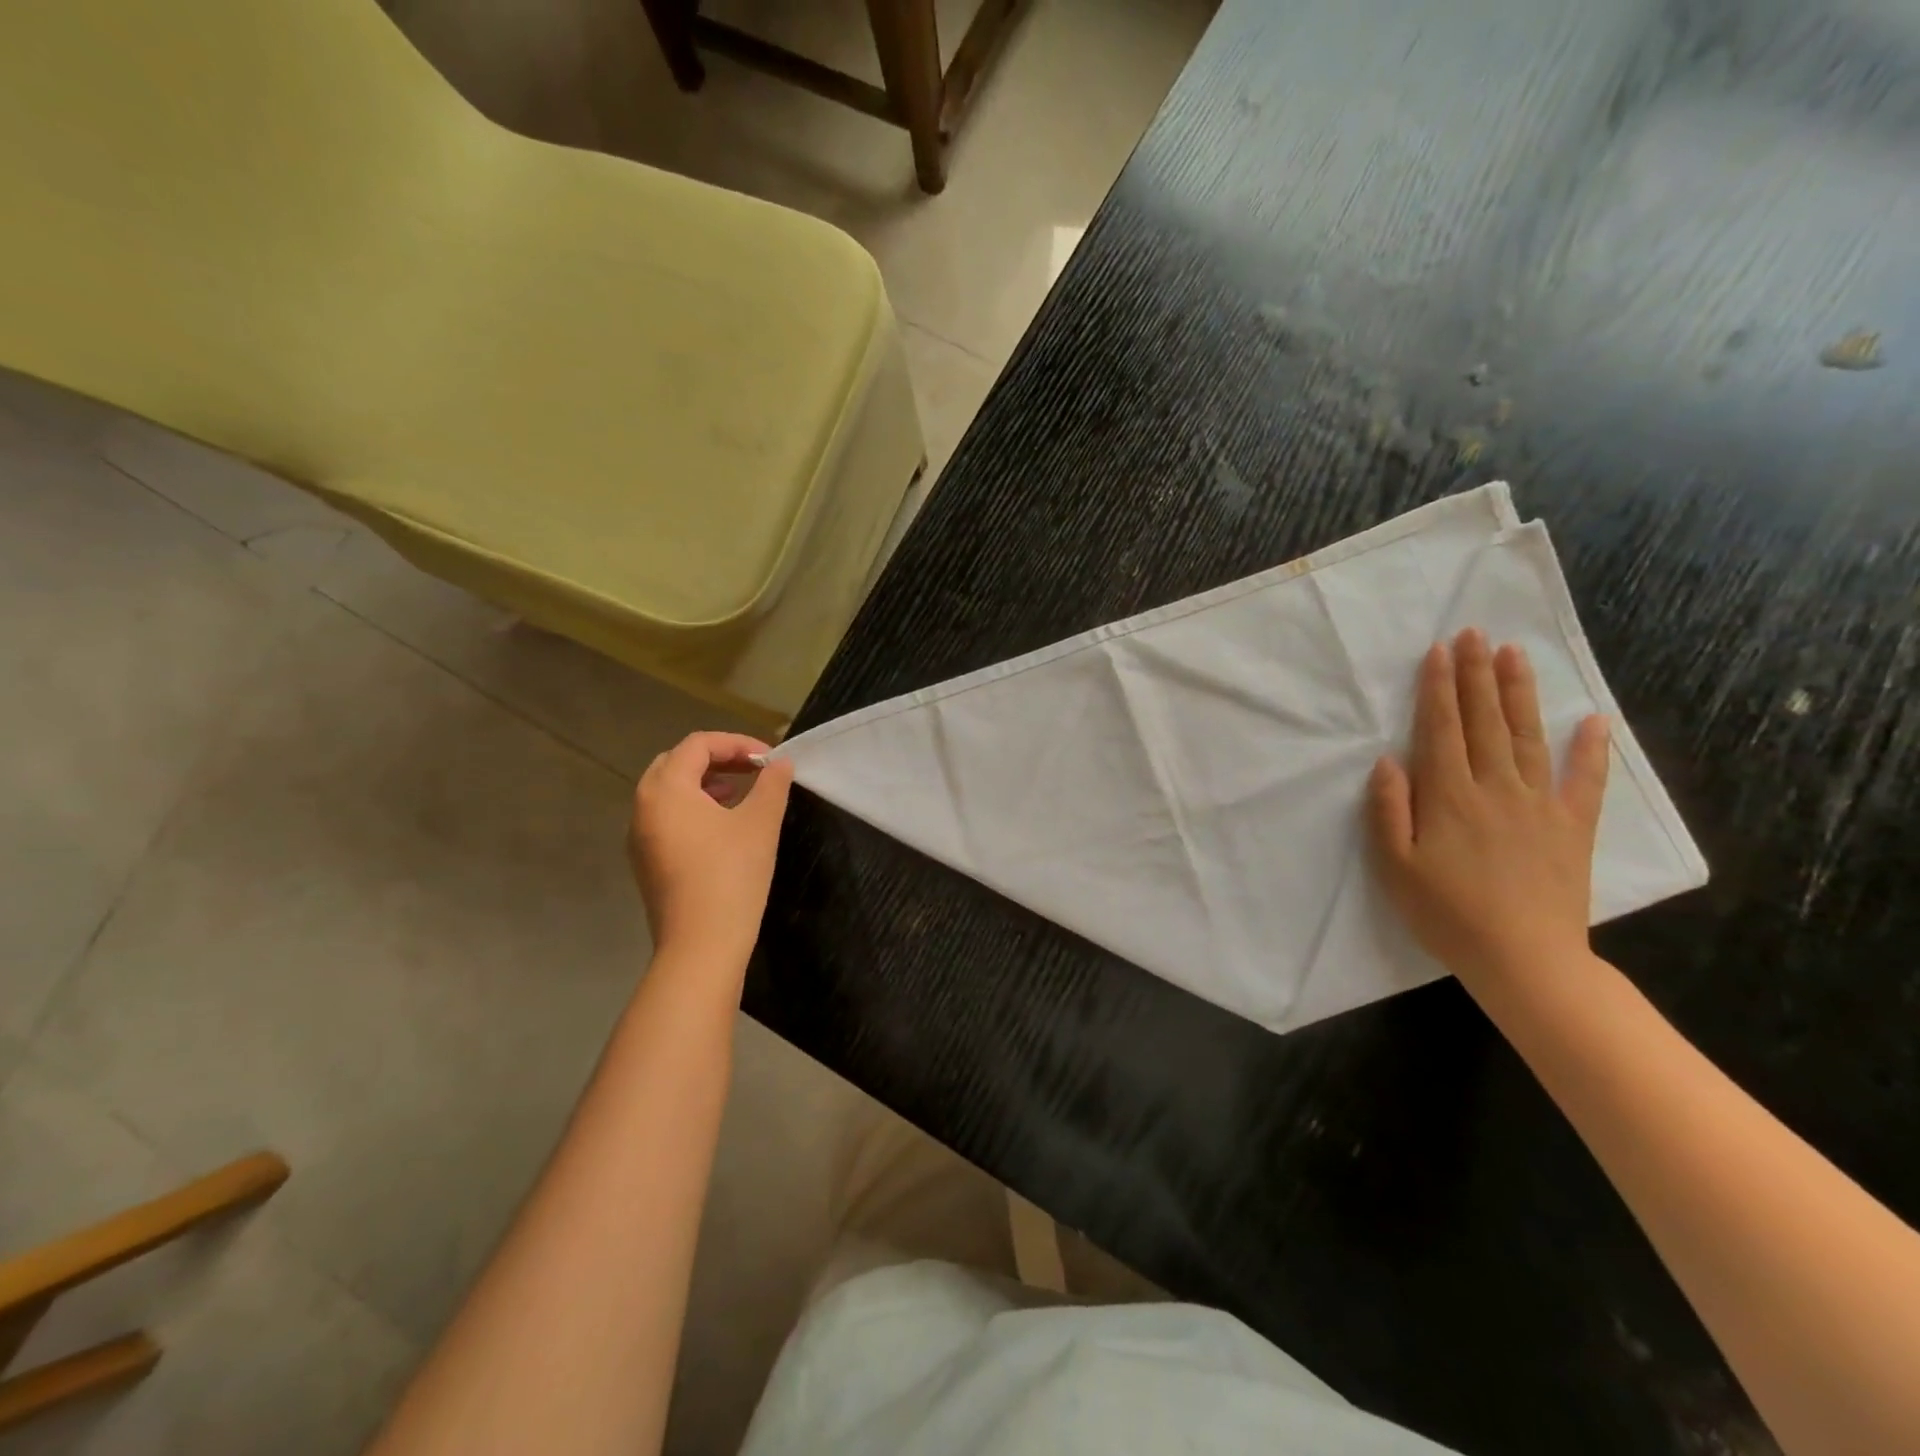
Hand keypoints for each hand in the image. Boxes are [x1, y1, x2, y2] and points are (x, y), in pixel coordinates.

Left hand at [628, 732, 794, 967]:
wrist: (701, 945)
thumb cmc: (731, 875)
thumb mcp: (760, 823)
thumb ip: (772, 785)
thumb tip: (781, 763)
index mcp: (666, 789)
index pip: (698, 745)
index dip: (737, 743)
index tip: (769, 760)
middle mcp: (643, 806)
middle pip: (676, 763)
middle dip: (717, 759)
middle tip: (752, 770)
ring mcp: (640, 836)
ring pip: (668, 791)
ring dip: (704, 783)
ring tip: (739, 794)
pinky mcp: (646, 861)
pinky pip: (666, 817)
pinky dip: (692, 808)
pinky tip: (722, 827)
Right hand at [1367, 630, 1610, 989]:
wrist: (1524, 960)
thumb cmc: (1446, 914)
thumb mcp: (1395, 866)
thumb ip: (1389, 810)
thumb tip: (1389, 759)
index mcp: (1449, 797)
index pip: (1442, 729)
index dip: (1439, 687)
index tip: (1440, 651)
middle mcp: (1496, 788)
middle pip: (1485, 721)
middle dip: (1477, 674)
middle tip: (1476, 633)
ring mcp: (1540, 805)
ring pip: (1528, 736)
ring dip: (1520, 693)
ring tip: (1516, 655)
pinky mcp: (1572, 828)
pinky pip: (1584, 781)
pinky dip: (1590, 749)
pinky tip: (1592, 721)